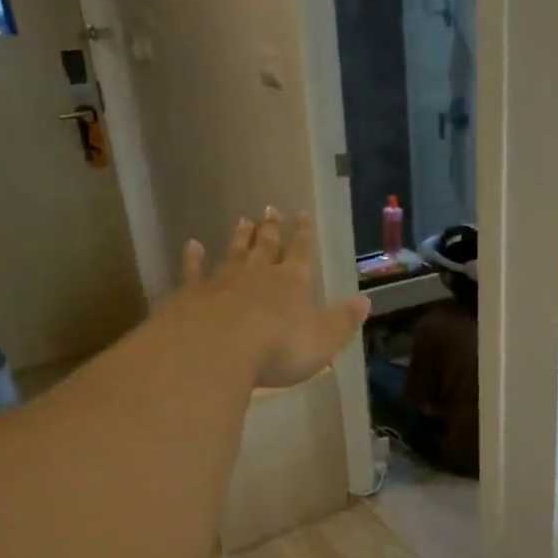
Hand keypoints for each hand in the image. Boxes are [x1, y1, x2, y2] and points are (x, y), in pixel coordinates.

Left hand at [180, 208, 370, 388]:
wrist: (218, 348)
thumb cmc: (279, 346)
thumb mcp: (324, 339)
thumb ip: (343, 320)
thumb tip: (365, 301)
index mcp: (292, 282)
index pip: (301, 253)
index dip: (303, 235)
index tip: (302, 214)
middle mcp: (258, 273)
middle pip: (266, 246)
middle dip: (270, 228)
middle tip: (270, 209)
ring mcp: (222, 280)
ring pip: (233, 252)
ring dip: (239, 237)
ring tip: (242, 220)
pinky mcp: (192, 293)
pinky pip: (194, 270)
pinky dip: (193, 257)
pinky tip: (192, 246)